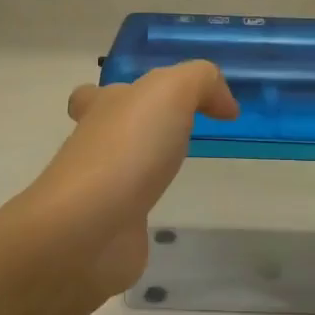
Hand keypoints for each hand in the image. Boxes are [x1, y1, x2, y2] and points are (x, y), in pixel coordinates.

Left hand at [32, 61, 238, 297]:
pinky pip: (127, 216)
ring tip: (177, 175)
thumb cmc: (128, 150)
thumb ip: (201, 82)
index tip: (158, 106)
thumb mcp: (171, 91)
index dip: (121, 96)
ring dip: (140, 173)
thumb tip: (224, 106)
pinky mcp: (109, 231)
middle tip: (173, 142)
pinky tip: (167, 217)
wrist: (90, 227)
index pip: (96, 95)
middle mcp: (94, 148)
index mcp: (102, 109)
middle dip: (130, 133)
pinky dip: (142, 214)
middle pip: (105, 133)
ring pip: (118, 174)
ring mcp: (99, 193)